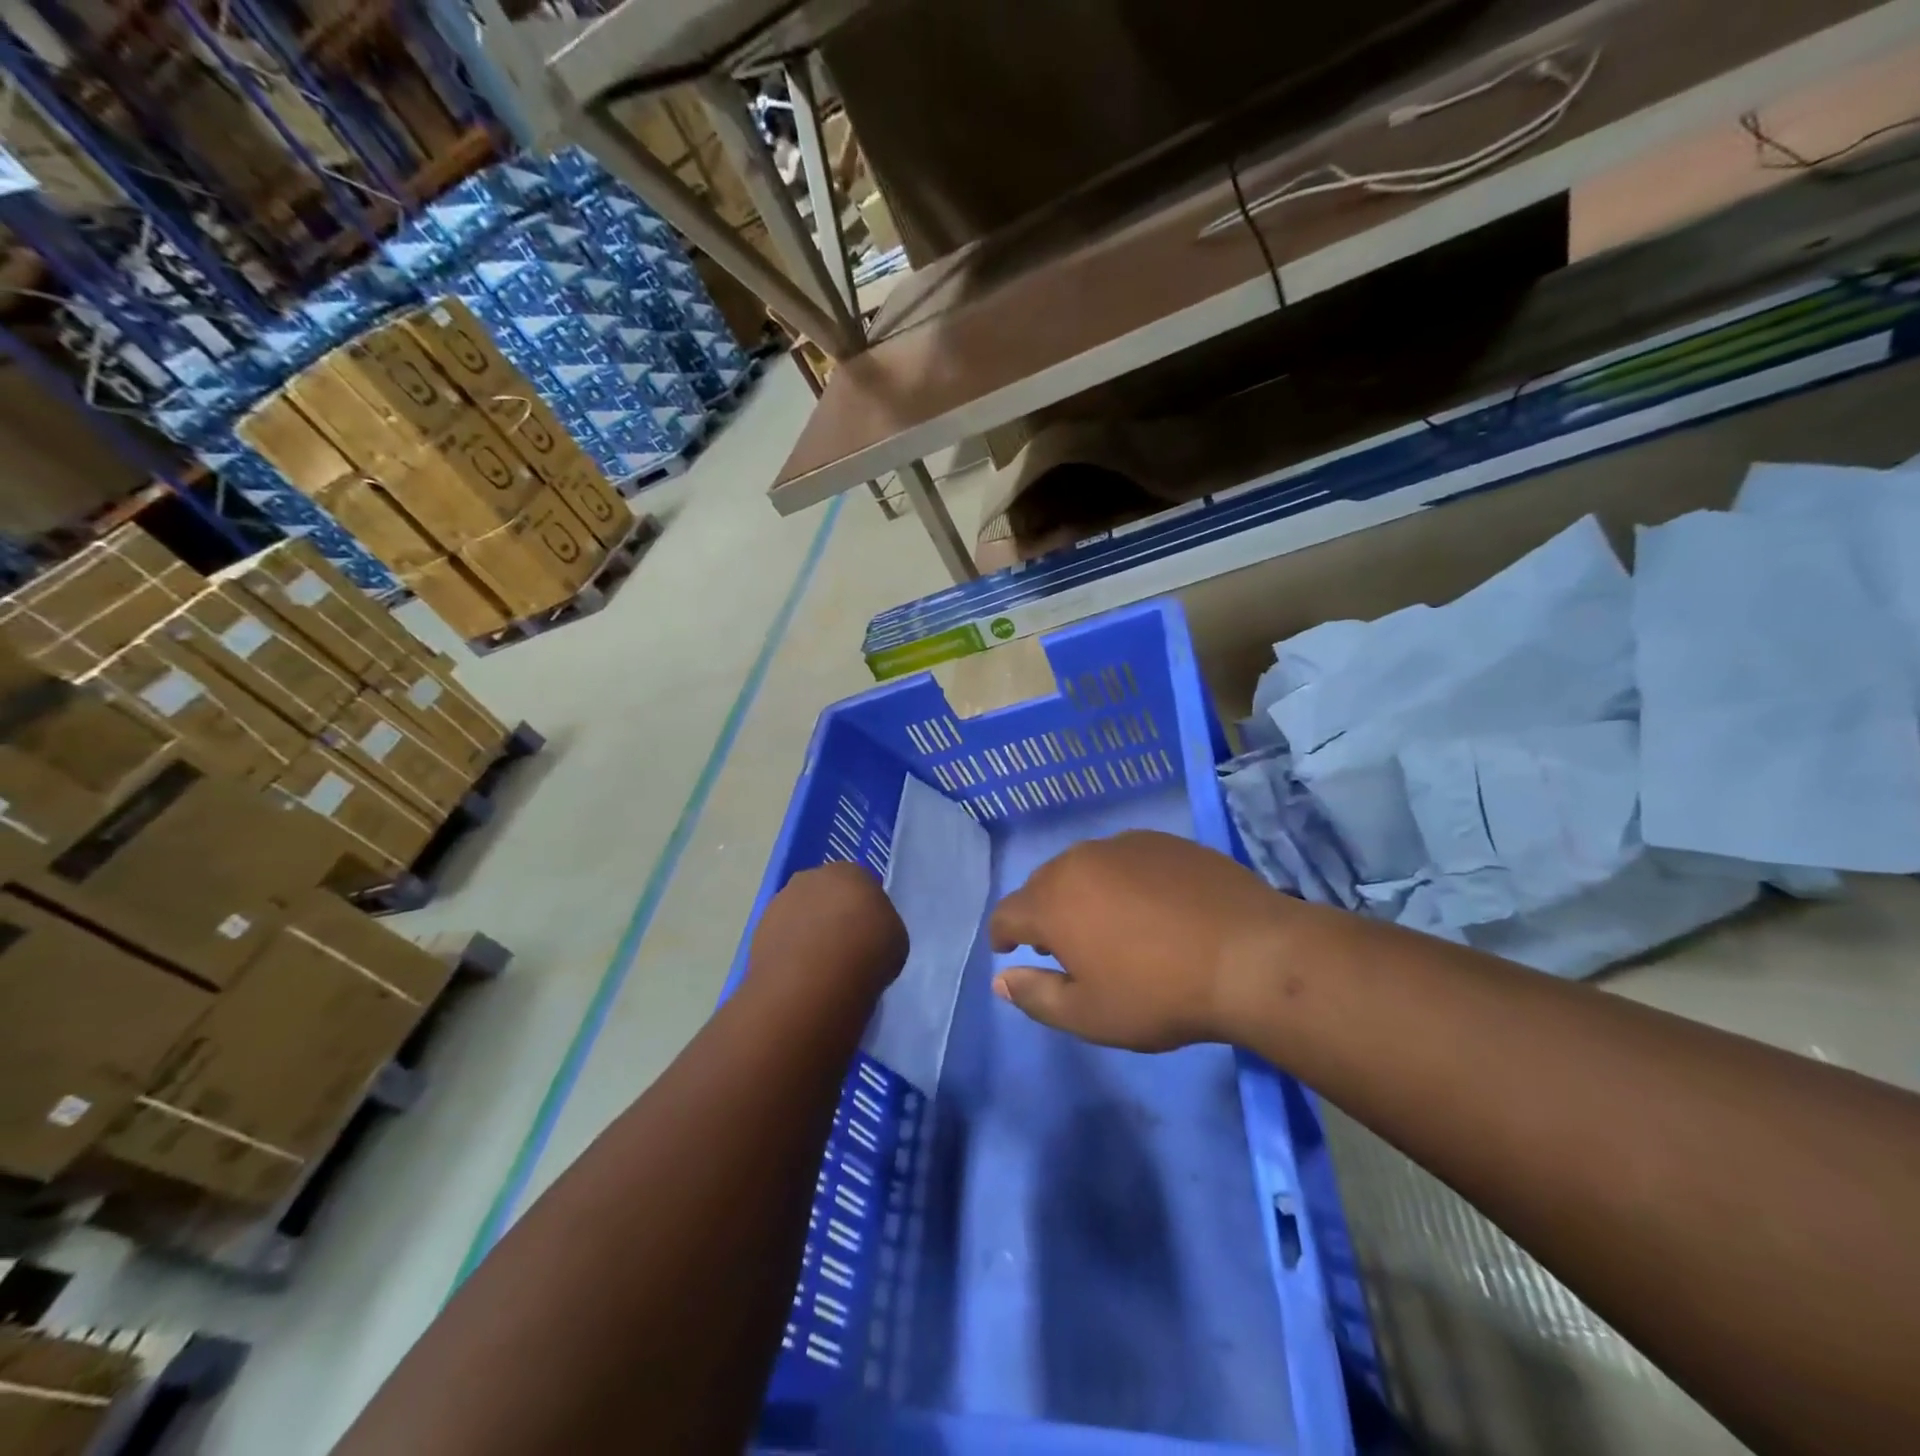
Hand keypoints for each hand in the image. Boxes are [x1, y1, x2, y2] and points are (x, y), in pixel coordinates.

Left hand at [747, 862, 907, 1009]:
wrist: (813, 979)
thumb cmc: (867, 951)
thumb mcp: (896, 938)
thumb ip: (881, 925)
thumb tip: (868, 932)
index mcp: (851, 871)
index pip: (861, 884)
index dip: (865, 910)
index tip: (869, 934)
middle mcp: (812, 876)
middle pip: (826, 894)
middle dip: (833, 915)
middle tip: (844, 948)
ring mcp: (781, 901)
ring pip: (801, 914)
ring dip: (808, 932)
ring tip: (820, 967)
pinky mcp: (759, 929)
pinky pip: (782, 937)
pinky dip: (790, 951)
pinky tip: (800, 975)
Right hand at [989, 831, 1296, 1051]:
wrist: (1250, 955)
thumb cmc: (1160, 994)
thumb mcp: (1090, 1015)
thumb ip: (1036, 997)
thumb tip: (1001, 980)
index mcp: (1053, 902)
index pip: (1007, 914)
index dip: (1002, 935)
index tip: (1010, 952)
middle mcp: (1079, 861)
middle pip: (1043, 884)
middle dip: (1043, 914)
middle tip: (1063, 946)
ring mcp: (1124, 845)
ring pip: (1084, 867)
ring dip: (1082, 893)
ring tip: (1107, 924)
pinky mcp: (1163, 841)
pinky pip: (1124, 858)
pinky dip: (1122, 880)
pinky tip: (1150, 906)